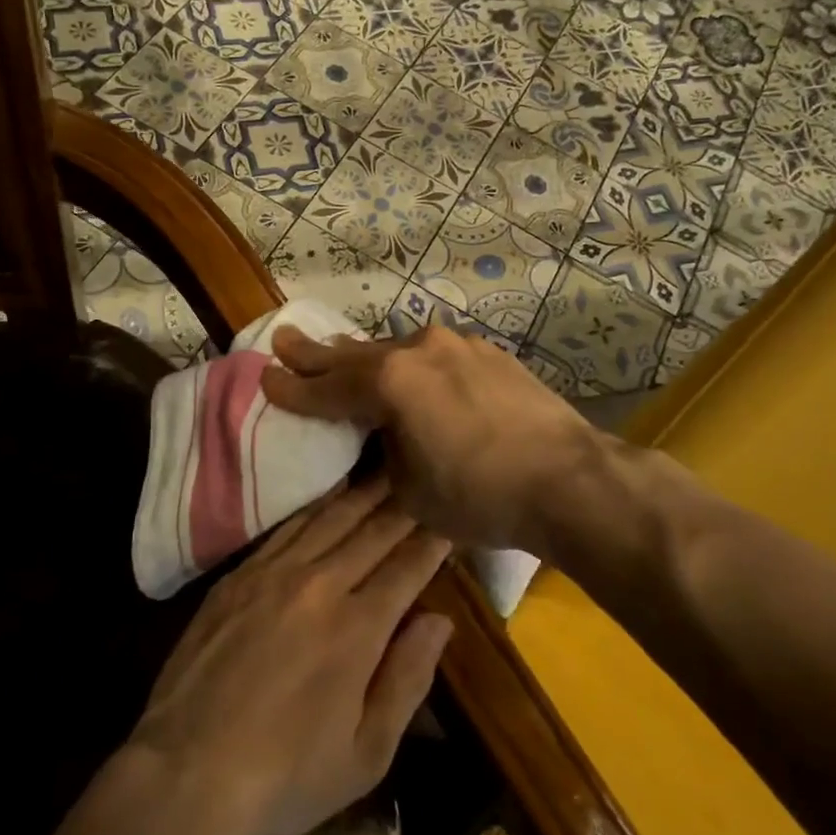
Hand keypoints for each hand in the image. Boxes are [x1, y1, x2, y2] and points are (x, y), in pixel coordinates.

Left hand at [127, 477, 452, 834]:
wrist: (187, 770)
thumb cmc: (287, 776)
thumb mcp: (366, 754)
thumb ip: (407, 679)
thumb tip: (440, 620)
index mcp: (358, 628)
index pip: (407, 567)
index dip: (434, 540)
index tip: (452, 516)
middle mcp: (320, 585)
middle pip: (372, 531)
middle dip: (404, 502)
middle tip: (425, 475)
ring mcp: (274, 573)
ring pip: (330, 518)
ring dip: (363, 492)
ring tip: (387, 468)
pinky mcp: (239, 575)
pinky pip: (287, 527)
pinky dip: (316, 506)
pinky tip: (329, 495)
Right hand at [261, 324, 617, 555]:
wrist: (570, 479)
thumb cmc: (481, 495)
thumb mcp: (411, 490)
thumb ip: (384, 456)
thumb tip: (380, 440)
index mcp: (390, 383)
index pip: (327, 388)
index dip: (293, 388)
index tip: (265, 377)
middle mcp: (418, 351)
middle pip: (355, 354)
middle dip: (317, 353)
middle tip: (283, 339)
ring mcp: (456, 346)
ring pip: (395, 349)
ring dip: (365, 357)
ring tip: (340, 353)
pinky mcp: (487, 353)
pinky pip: (432, 354)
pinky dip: (409, 364)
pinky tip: (410, 371)